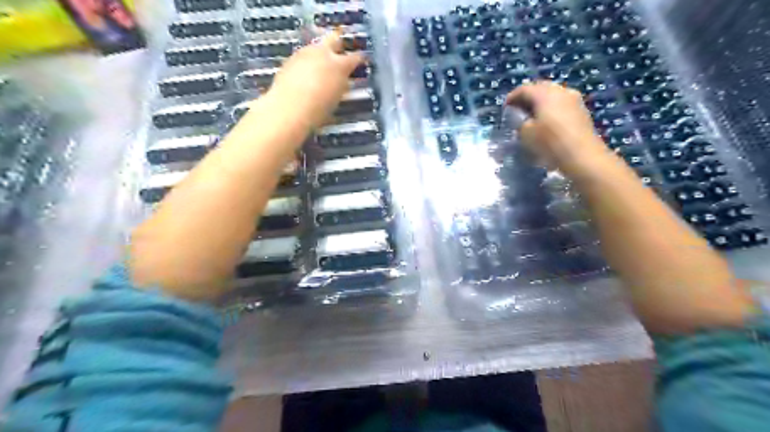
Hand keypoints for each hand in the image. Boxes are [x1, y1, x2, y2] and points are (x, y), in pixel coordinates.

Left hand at [268, 31, 365, 127]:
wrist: (289, 110)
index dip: (360, 59)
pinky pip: (303, 56)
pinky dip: (308, 62)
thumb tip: (343, 82)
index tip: (361, 61)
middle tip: (341, 54)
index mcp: (340, 65)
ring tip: (322, 67)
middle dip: (339, 45)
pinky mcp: (290, 59)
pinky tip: (306, 75)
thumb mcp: (337, 99)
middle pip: (335, 39)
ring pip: (317, 47)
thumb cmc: (317, 110)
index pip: (356, 57)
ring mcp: (305, 53)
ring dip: (321, 54)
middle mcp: (323, 54)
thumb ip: (341, 86)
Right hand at [510, 81, 610, 174]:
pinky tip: (546, 120)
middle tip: (518, 110)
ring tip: (532, 116)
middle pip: (540, 88)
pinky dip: (551, 108)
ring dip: (540, 102)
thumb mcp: (525, 133)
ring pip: (552, 95)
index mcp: (544, 93)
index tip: (505, 108)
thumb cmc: (550, 143)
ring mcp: (573, 99)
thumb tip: (522, 118)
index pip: (524, 89)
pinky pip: (561, 103)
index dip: (512, 97)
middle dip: (527, 97)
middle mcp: (560, 90)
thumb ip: (520, 121)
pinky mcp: (581, 110)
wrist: (582, 156)